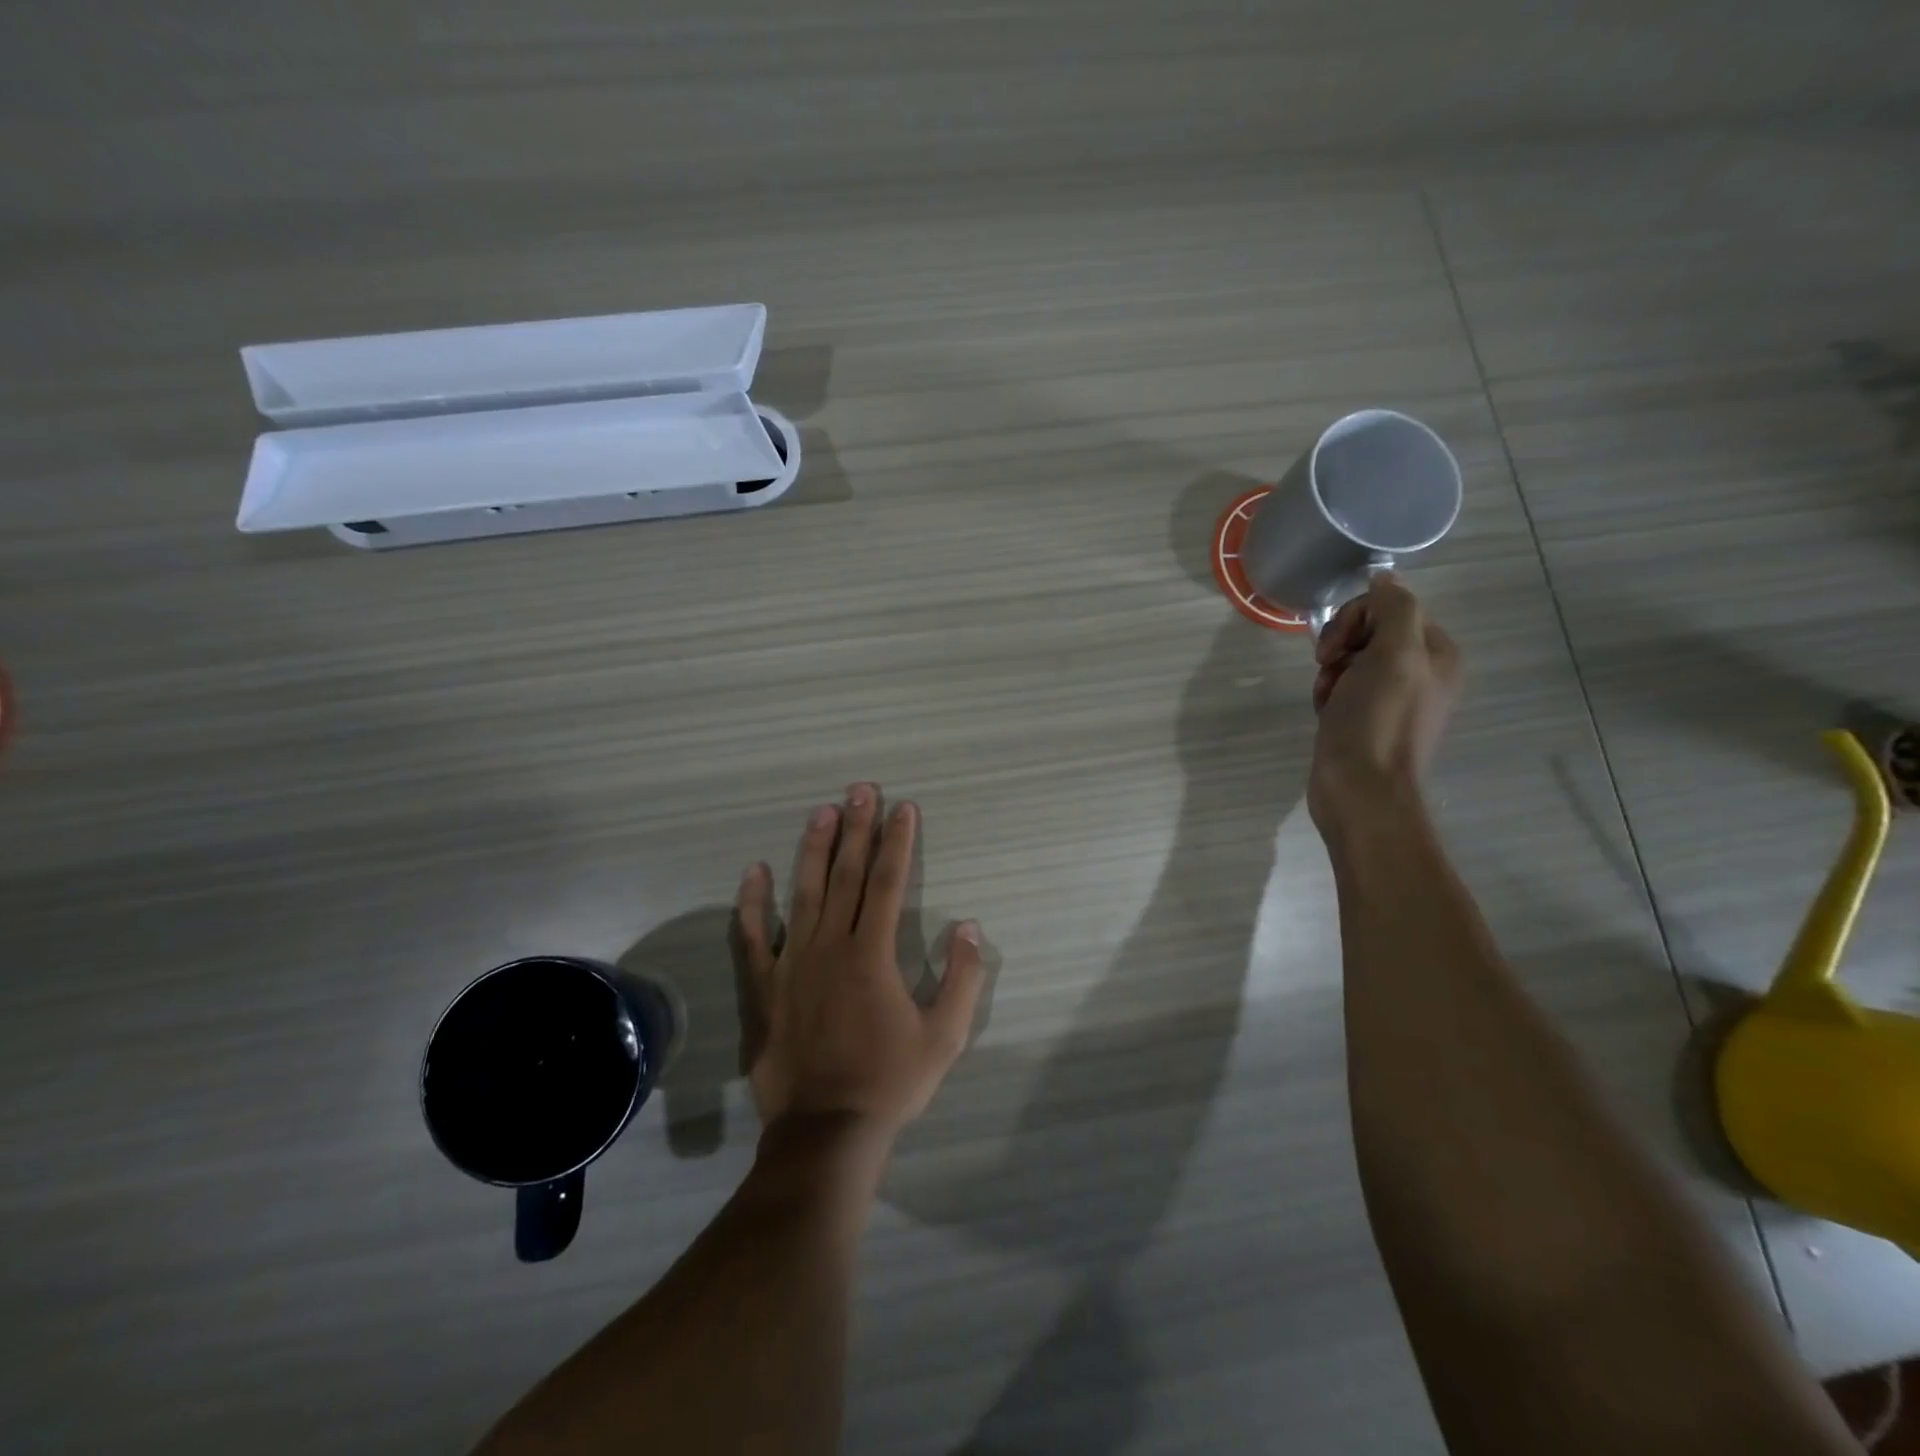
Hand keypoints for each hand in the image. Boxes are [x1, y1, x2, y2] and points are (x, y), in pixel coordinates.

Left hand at [735, 785, 986, 1139]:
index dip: (897, 843)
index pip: (887, 883)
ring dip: (814, 849)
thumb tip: (968, 926)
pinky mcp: (764, 987)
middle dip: (857, 829)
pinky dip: (753, 903)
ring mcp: (792, 964)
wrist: (825, 1131)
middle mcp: (830, 947)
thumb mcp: (945, 1037)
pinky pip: (753, 937)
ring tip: (821, 811)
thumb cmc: (889, 1083)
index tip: (903, 809)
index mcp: (873, 955)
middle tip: (861, 790)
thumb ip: (962, 979)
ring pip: (803, 893)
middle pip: (845, 875)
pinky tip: (754, 871)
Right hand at [1309, 574, 1461, 831]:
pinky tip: (1326, 711)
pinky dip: (1329, 693)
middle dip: (1340, 646)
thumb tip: (1383, 576)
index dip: (1355, 618)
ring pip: (1351, 660)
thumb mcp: (1393, 654)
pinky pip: (1344, 688)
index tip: (1336, 648)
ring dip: (1330, 671)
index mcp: (1436, 654)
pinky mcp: (1368, 720)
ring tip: (1328, 696)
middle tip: (1329, 669)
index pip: (1390, 607)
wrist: (1359, 790)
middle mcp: (1422, 673)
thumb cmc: (1376, 720)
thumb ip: (1393, 608)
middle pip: (1369, 632)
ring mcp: (1394, 699)